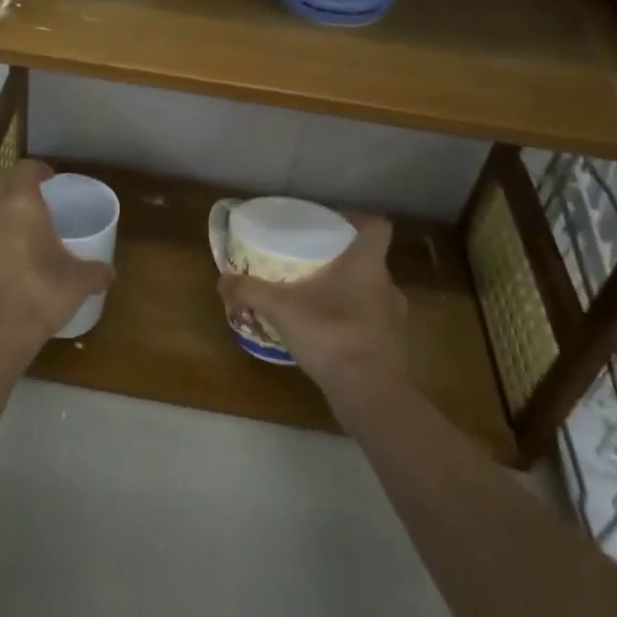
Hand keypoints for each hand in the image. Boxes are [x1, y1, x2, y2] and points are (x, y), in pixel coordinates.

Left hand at [0, 159, 114, 355]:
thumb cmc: (42, 294)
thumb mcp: (79, 282)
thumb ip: (96, 271)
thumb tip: (108, 273)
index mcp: (21, 205)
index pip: (25, 169)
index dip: (38, 170)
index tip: (50, 178)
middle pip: (1, 188)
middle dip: (17, 192)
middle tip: (36, 208)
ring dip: (0, 225)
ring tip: (17, 245)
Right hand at [217, 214, 407, 396]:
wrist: (371, 395)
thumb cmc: (332, 334)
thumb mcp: (281, 308)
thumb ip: (250, 290)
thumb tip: (222, 280)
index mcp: (368, 264)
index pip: (378, 227)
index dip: (359, 221)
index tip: (334, 225)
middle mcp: (387, 286)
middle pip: (370, 260)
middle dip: (343, 260)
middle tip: (312, 264)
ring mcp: (394, 320)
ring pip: (371, 293)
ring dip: (348, 293)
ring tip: (316, 301)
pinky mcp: (392, 348)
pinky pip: (371, 324)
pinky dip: (352, 324)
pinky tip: (327, 335)